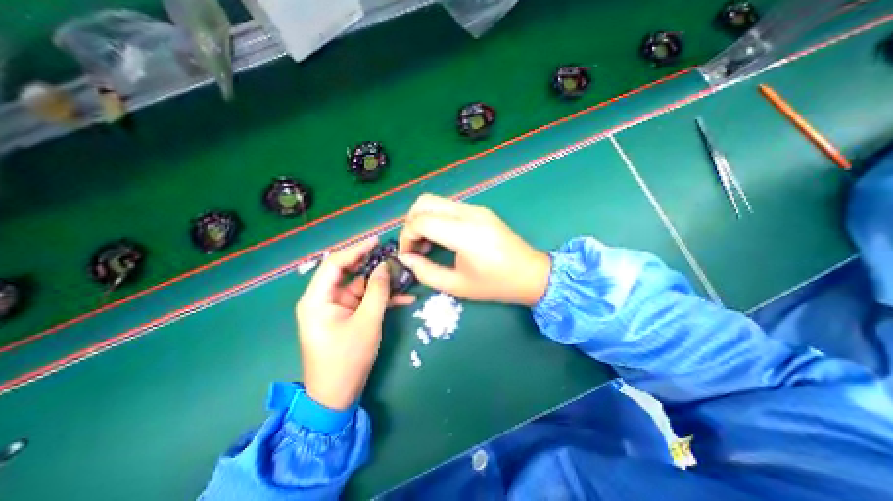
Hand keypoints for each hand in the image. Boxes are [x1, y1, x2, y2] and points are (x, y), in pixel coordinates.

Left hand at [295, 239, 414, 410]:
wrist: (337, 396)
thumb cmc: (347, 359)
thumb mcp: (367, 322)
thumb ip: (378, 292)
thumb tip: (385, 267)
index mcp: (317, 298)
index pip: (335, 263)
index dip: (356, 249)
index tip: (377, 240)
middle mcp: (324, 299)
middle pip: (349, 272)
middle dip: (372, 264)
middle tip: (393, 255)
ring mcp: (337, 308)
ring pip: (361, 286)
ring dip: (382, 283)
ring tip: (404, 275)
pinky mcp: (347, 316)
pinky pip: (365, 300)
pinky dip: (382, 298)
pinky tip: (405, 298)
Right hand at [398, 194, 552, 304]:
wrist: (531, 274)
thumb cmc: (496, 285)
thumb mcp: (457, 286)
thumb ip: (426, 272)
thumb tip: (405, 259)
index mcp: (465, 233)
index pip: (421, 221)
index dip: (407, 237)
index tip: (407, 255)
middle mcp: (469, 213)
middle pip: (424, 201)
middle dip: (411, 222)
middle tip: (414, 246)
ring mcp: (476, 208)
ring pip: (436, 201)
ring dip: (423, 219)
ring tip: (426, 244)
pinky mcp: (480, 210)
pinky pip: (449, 206)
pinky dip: (436, 218)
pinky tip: (441, 237)